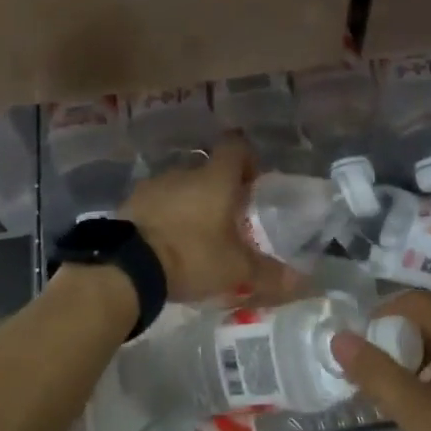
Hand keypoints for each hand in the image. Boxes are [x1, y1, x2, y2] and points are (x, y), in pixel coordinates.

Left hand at [122, 135, 302, 304]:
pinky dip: (165, 216)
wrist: (128, 265)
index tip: (253, 183)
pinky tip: (167, 243)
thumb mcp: (235, 269)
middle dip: (219, 189)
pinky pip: (156, 202)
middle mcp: (185, 172)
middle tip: (228, 220)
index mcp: (216, 178)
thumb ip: (269, 274)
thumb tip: (302, 283)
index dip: (248, 159)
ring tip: (196, 235)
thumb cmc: (191, 255)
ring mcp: (154, 185)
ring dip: (190, 202)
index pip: (236, 147)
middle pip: (208, 170)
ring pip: (180, 186)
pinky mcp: (131, 202)